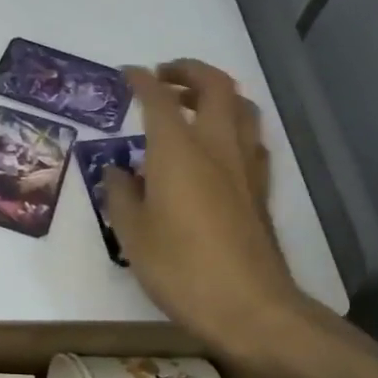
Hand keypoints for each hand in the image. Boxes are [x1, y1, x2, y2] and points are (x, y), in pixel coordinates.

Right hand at [102, 60, 304, 359]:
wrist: (249, 306)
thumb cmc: (180, 267)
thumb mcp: (132, 233)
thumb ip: (121, 194)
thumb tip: (117, 172)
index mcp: (178, 151)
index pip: (159, 99)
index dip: (141, 81)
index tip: (127, 74)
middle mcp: (216, 147)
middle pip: (214, 86)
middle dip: (188, 71)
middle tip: (163, 77)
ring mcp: (244, 167)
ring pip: (241, 107)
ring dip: (216, 93)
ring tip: (192, 104)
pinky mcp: (260, 189)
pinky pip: (250, 138)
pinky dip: (232, 125)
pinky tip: (217, 146)